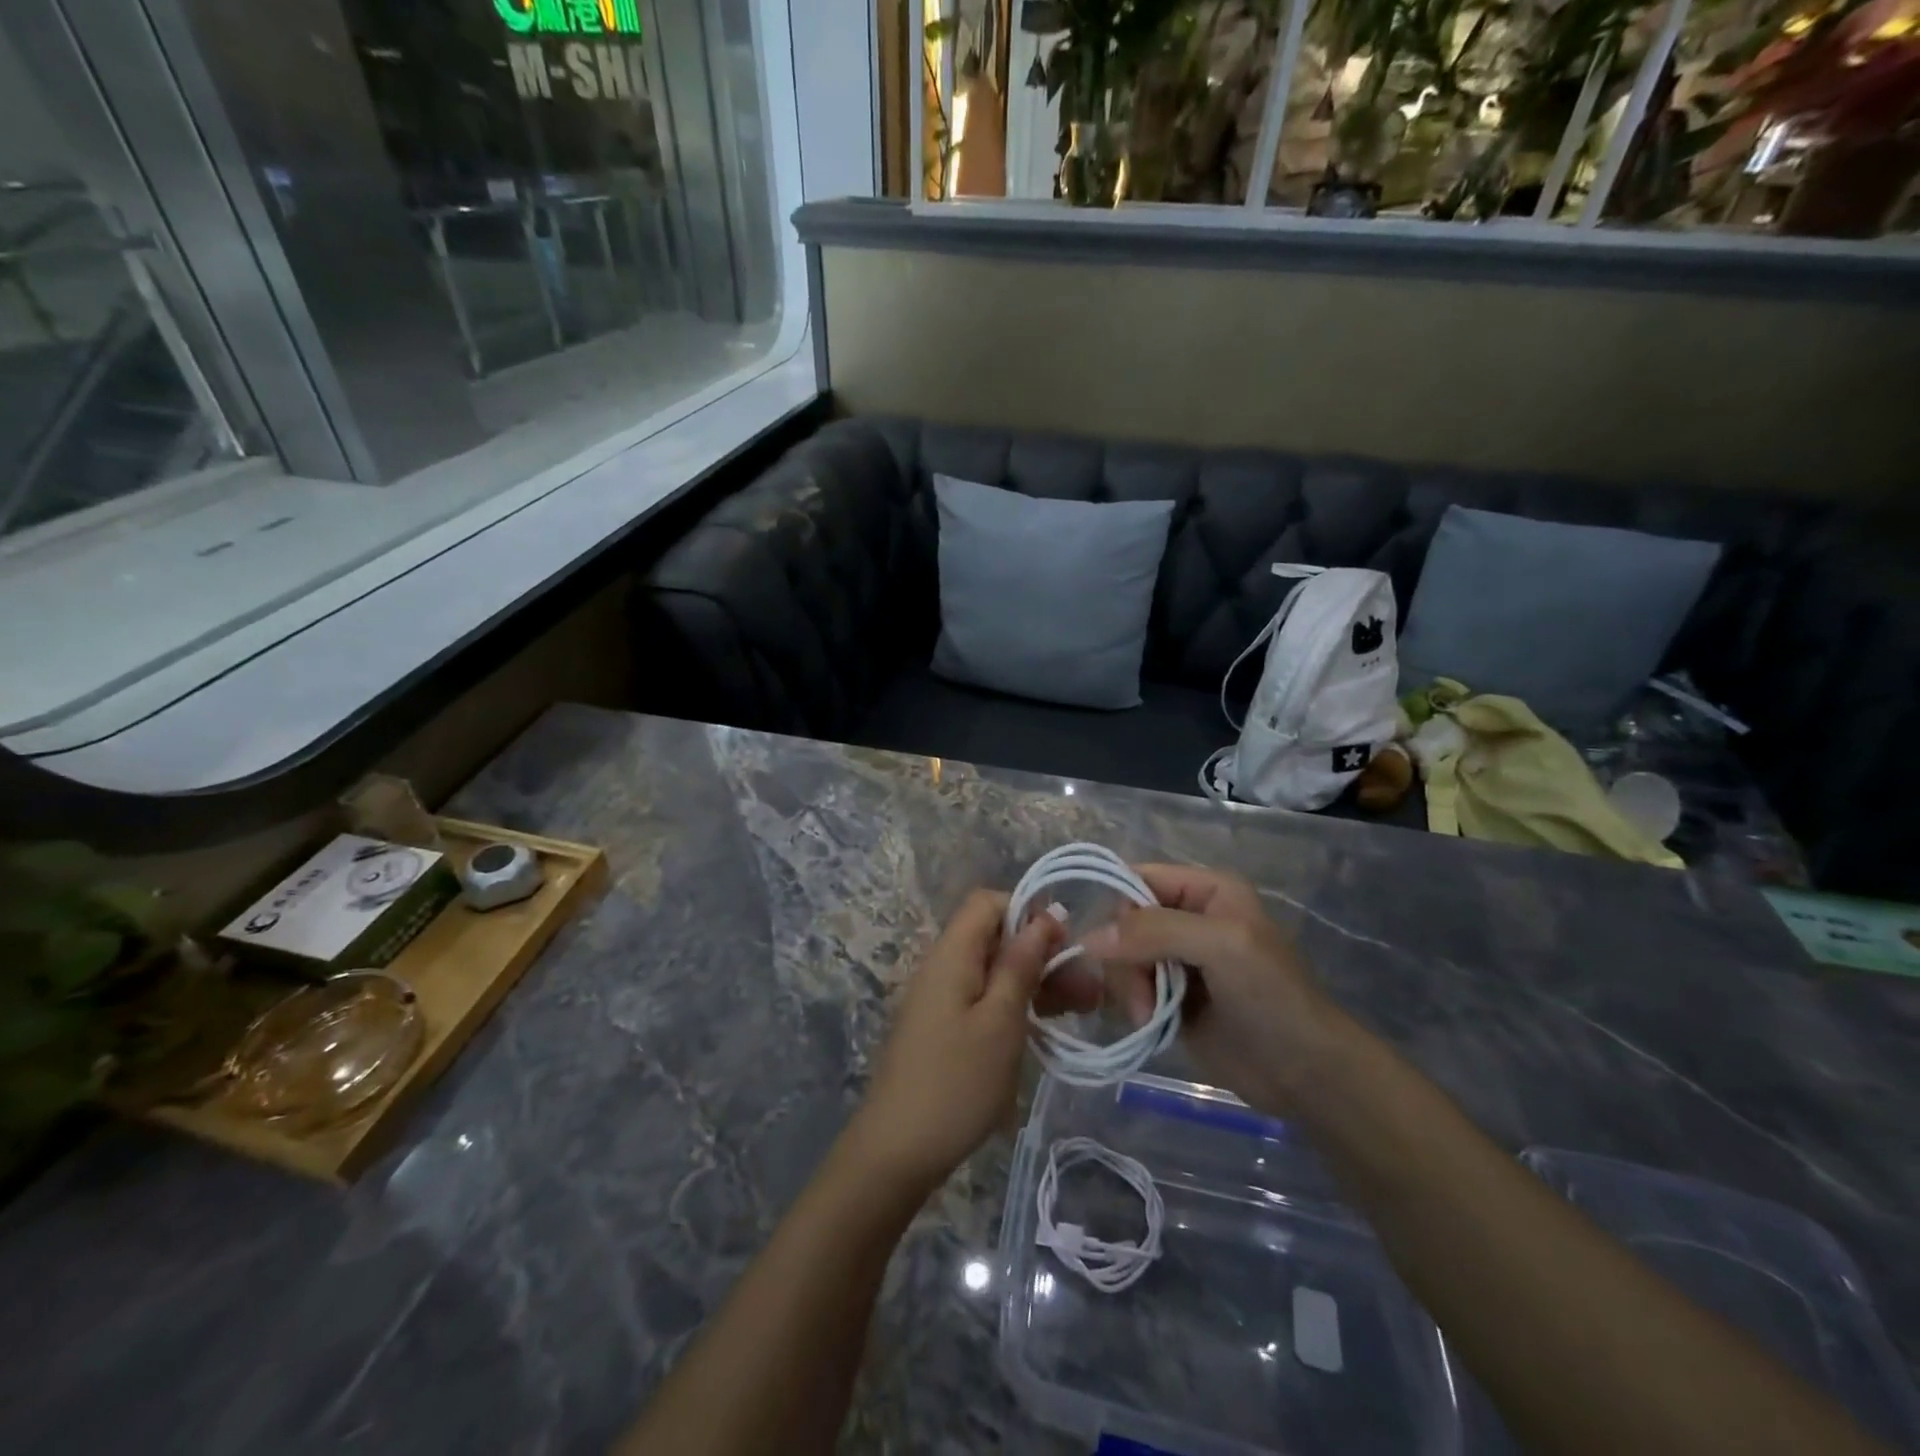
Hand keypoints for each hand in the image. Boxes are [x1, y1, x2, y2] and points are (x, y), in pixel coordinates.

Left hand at [843, 890, 1084, 1195]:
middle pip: (995, 938)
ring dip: (1036, 982)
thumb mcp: (1000, 1020)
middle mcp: (943, 967)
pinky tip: (1047, 1027)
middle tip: (1088, 989)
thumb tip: (1044, 914)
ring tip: (1082, 1009)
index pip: (988, 903)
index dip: (1028, 912)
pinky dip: (1016, 1005)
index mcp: (952, 954)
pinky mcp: (945, 1028)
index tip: (1064, 944)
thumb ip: (1021, 964)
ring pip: (994, 971)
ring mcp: (942, 999)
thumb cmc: (956, 1082)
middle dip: (1042, 954)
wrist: (897, 1151)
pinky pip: (984, 999)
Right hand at [1079, 864, 1337, 1115]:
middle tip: (1141, 995)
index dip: (1120, 907)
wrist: (1306, 1075)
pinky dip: (1132, 1003)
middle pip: (1125, 921)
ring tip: (1150, 1015)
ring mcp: (1178, 959)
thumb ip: (1157, 931)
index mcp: (1207, 890)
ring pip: (1122, 956)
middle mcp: (1188, 917)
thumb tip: (1090, 937)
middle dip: (1126, 958)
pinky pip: (1130, 986)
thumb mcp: (1221, 947)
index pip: (1139, 878)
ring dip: (1129, 986)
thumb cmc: (1273, 997)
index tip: (1112, 947)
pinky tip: (1149, 1022)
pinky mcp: (1171, 996)